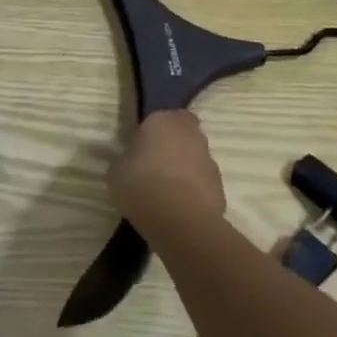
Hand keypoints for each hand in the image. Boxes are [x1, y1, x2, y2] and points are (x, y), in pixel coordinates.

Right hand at [110, 110, 225, 229]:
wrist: (180, 220)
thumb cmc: (141, 185)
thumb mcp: (116, 171)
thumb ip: (124, 161)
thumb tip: (127, 162)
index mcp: (162, 121)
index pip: (162, 116)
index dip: (155, 130)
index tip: (143, 145)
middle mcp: (190, 134)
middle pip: (184, 133)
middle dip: (174, 145)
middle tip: (155, 165)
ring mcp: (209, 159)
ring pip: (195, 158)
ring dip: (185, 168)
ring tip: (167, 190)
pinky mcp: (220, 186)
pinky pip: (203, 182)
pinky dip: (194, 189)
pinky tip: (179, 206)